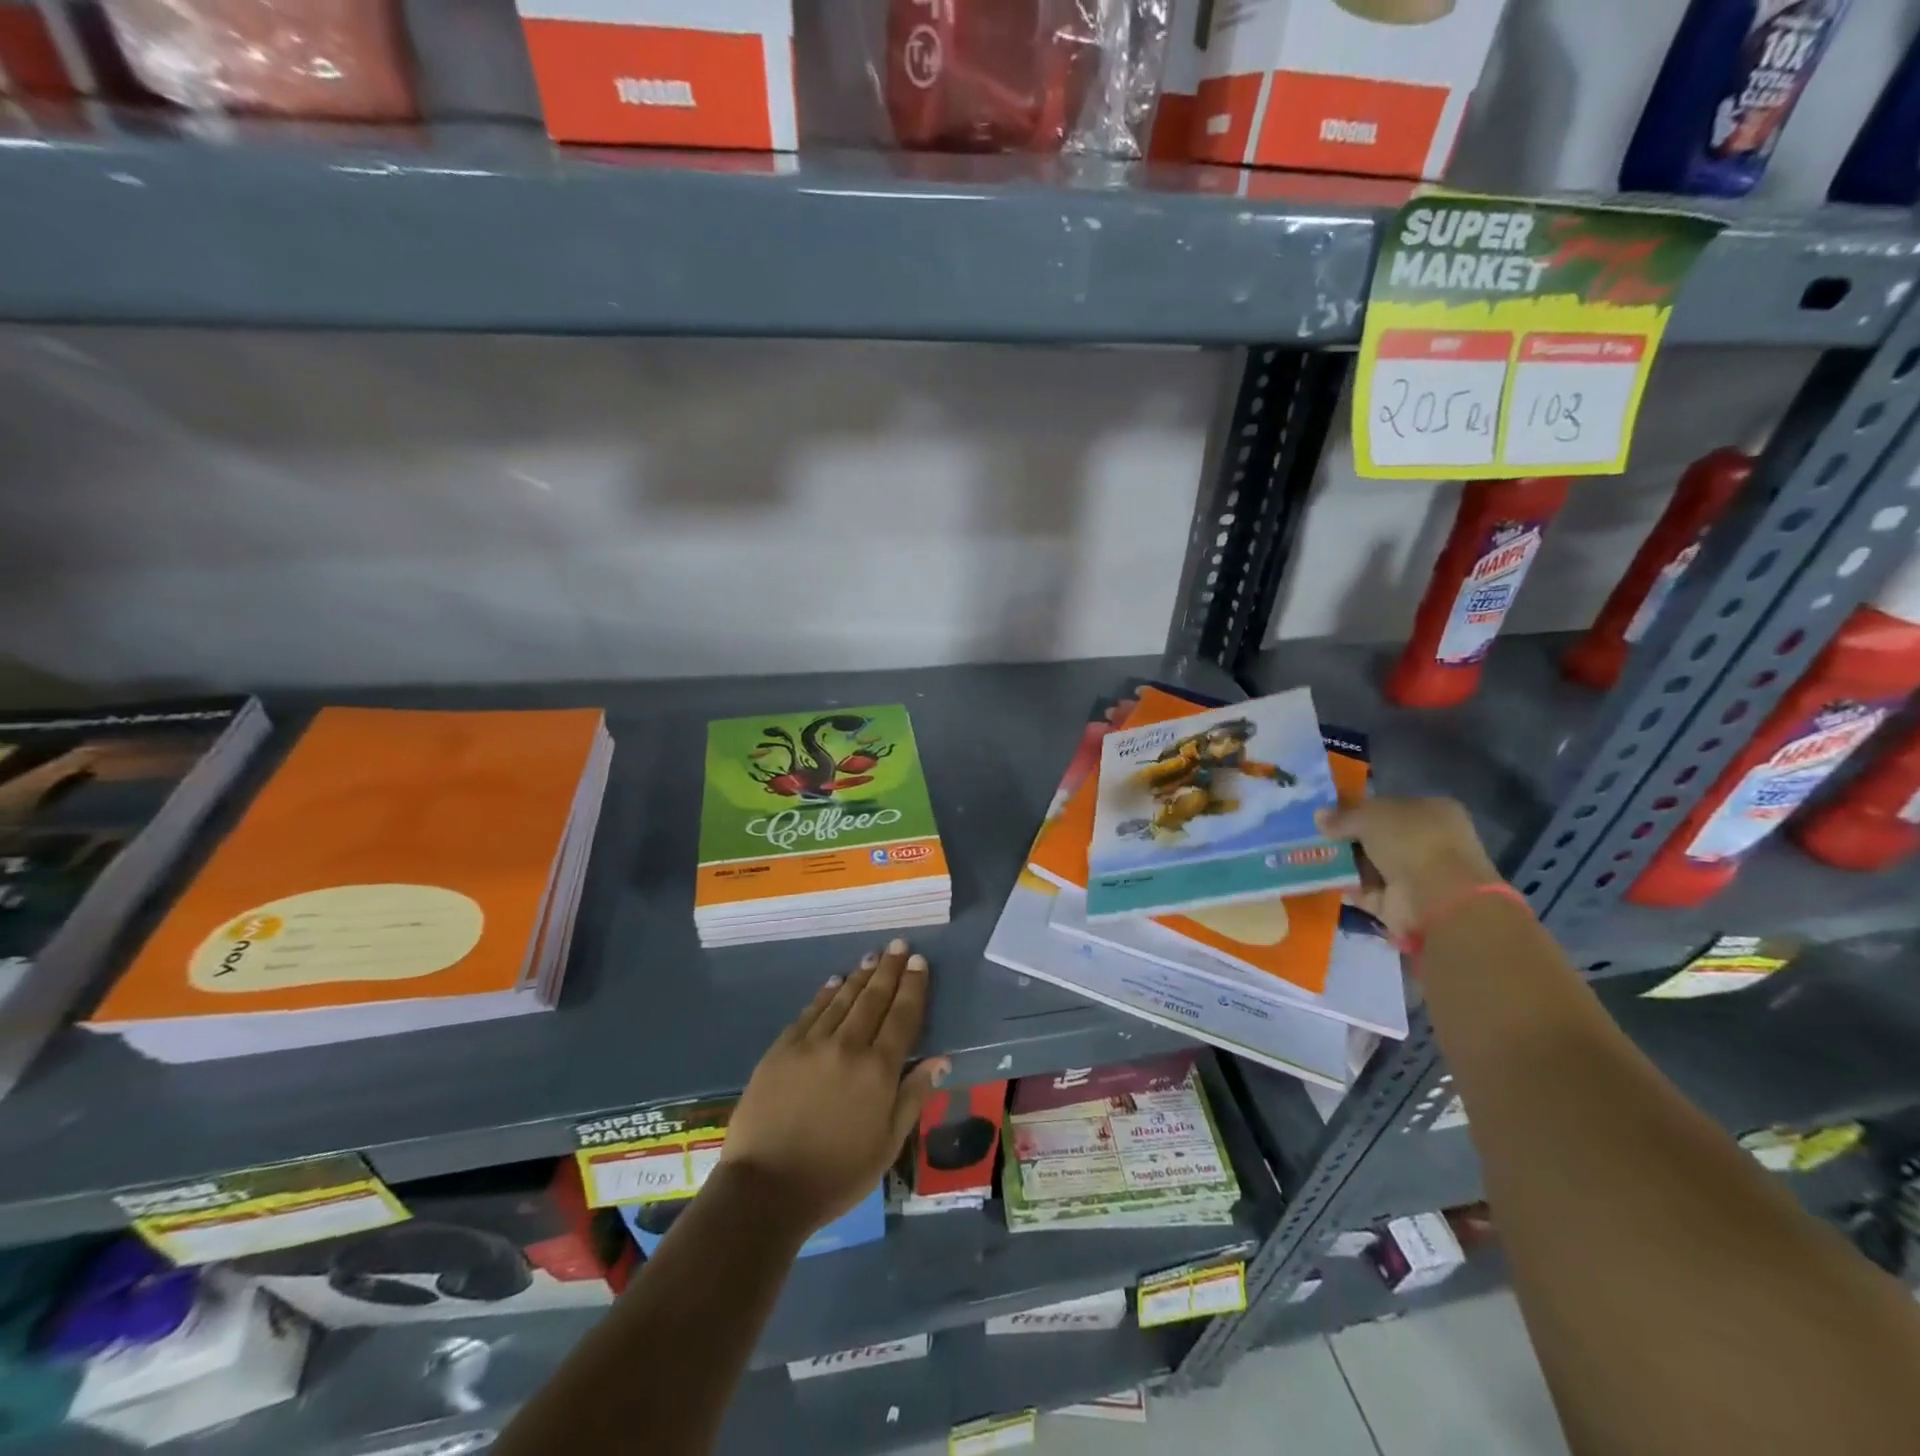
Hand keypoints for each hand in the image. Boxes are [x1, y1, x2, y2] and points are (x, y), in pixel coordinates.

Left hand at [720, 939, 949, 1233]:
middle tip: (900, 945)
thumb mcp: (887, 1146)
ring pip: (842, 999)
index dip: (913, 987)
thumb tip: (941, 1060)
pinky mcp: (782, 1049)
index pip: (903, 1016)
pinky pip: (810, 1012)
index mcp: (878, 1070)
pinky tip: (834, 982)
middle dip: (889, 970)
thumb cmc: (836, 1175)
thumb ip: (913, 1097)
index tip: (919, 962)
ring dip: (859, 976)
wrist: (766, 1189)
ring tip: (873, 956)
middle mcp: (848, 1046)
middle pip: (873, 998)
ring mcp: (811, 1043)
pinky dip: (825, 994)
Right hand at [1317, 797, 1501, 941]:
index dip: (1359, 809)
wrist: (1436, 897)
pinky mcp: (1402, 903)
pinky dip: (1348, 886)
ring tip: (1313, 856)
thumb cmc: (1411, 841)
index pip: (1389, 806)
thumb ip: (1343, 817)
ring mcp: (1417, 874)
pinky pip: (1367, 890)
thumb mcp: (1370, 816)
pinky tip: (1323, 879)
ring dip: (1345, 863)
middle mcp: (1428, 841)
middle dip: (1349, 838)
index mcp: (1432, 811)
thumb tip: (1319, 816)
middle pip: (1379, 837)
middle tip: (1316, 836)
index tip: (1330, 815)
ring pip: (1371, 864)